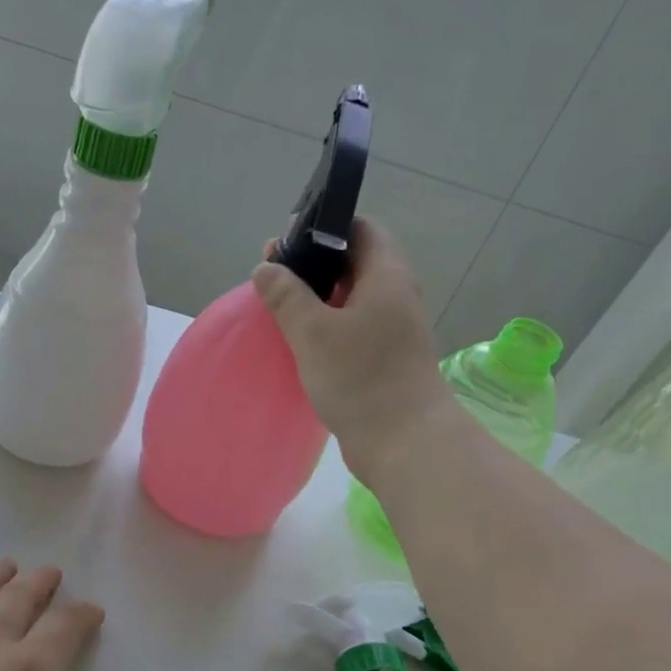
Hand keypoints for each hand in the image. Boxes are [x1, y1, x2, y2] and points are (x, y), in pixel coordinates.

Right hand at [253, 217, 452, 479]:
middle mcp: (395, 295)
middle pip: (353, 264)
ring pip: (351, 300)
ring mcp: (393, 330)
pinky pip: (353, 330)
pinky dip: (328, 328)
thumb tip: (267, 268)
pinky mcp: (386, 359)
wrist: (403, 441)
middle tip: (273, 279)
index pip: (360, 229)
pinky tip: (301, 343)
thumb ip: (287, 296)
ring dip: (318, 301)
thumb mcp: (313, 332)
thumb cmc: (360, 377)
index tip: (287, 244)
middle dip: (313, 267)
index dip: (323, 228)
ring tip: (280, 310)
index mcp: (386, 275)